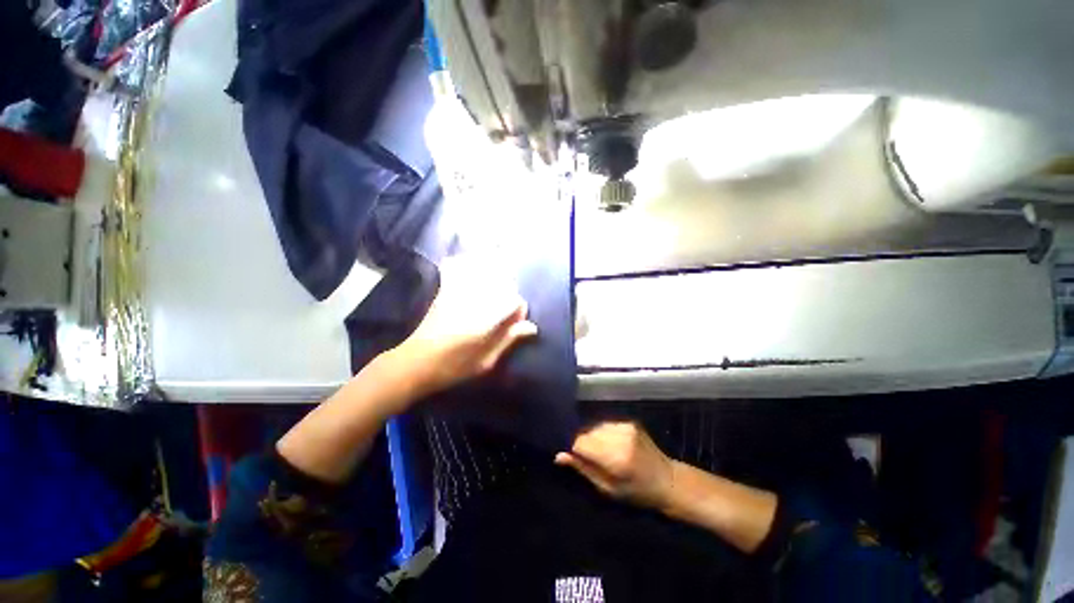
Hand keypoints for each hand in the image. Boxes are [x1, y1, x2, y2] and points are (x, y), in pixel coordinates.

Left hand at [392, 256, 537, 397]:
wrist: (414, 363)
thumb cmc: (453, 367)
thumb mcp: (486, 361)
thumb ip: (509, 339)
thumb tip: (532, 327)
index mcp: (486, 317)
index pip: (515, 301)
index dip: (519, 312)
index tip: (515, 325)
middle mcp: (475, 299)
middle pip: (502, 283)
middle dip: (509, 294)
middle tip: (504, 313)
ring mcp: (458, 292)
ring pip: (483, 271)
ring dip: (493, 277)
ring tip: (492, 295)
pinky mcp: (445, 291)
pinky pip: (458, 269)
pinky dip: (466, 265)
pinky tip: (470, 268)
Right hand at [556, 421, 674, 509]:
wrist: (667, 480)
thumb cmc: (636, 492)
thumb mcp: (608, 489)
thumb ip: (583, 469)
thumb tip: (558, 455)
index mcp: (615, 458)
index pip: (580, 442)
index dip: (573, 448)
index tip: (573, 456)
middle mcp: (619, 437)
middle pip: (587, 431)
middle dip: (583, 442)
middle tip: (588, 457)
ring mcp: (625, 426)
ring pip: (595, 426)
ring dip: (593, 436)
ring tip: (601, 452)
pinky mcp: (629, 421)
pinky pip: (606, 424)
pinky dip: (603, 432)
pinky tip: (611, 444)